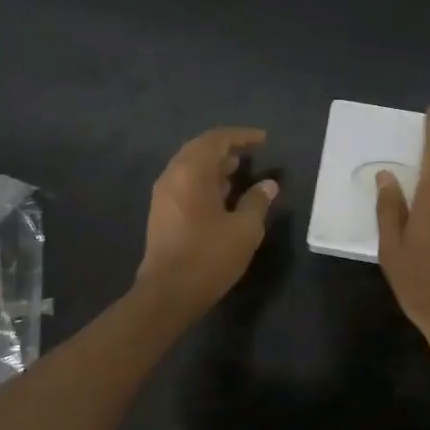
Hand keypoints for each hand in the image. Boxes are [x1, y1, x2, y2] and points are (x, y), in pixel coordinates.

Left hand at [136, 127, 278, 316]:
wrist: (167, 294)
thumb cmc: (209, 257)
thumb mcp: (244, 230)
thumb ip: (257, 202)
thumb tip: (268, 185)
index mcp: (191, 172)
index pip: (216, 139)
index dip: (242, 136)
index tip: (263, 139)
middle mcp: (172, 176)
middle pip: (199, 149)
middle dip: (226, 147)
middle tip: (251, 152)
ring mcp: (163, 195)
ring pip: (190, 166)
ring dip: (214, 164)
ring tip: (239, 170)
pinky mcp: (161, 212)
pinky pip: (185, 183)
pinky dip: (205, 180)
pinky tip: (222, 194)